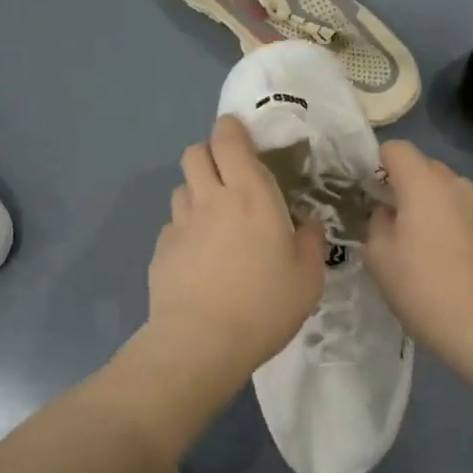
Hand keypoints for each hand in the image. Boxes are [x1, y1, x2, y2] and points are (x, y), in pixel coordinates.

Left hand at [146, 116, 326, 384]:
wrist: (202, 342)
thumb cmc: (264, 306)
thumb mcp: (307, 279)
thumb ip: (310, 244)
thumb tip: (308, 224)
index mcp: (252, 196)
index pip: (229, 141)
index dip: (230, 129)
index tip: (239, 134)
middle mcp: (212, 199)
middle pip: (195, 152)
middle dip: (209, 154)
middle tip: (228, 177)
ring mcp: (181, 223)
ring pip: (182, 187)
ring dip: (196, 192)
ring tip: (213, 218)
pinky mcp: (161, 249)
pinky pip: (173, 224)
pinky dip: (185, 229)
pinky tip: (198, 256)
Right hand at [365, 141, 472, 364]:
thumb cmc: (420, 289)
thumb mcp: (378, 256)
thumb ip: (376, 221)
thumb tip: (388, 212)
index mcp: (424, 184)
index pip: (396, 149)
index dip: (377, 164)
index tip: (368, 193)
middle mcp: (456, 184)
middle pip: (423, 167)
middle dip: (403, 185)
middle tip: (390, 221)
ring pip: (444, 190)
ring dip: (428, 205)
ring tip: (419, 244)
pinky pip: (463, 212)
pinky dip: (449, 223)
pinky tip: (446, 259)